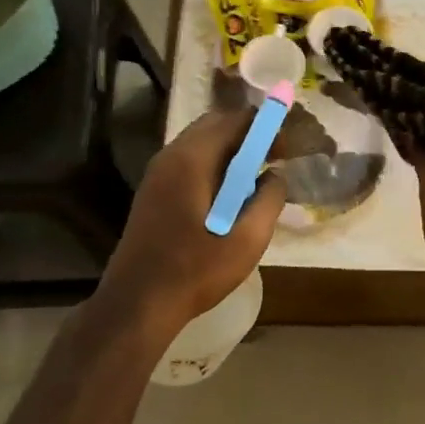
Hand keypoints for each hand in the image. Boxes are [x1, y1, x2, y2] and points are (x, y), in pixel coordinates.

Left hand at [98, 108, 286, 334]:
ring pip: (200, 144)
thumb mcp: (248, 240)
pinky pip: (188, 164)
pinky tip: (228, 198)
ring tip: (255, 180)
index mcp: (191, 160)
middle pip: (214, 125)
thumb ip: (269, 200)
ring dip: (230, 153)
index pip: (234, 120)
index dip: (265, 127)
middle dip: (248, 136)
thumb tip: (275, 176)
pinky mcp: (152, 192)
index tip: (287, 149)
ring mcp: (156, 174)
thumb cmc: (195, 271)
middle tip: (274, 160)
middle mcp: (170, 156)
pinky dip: (213, 167)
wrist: (138, 303)